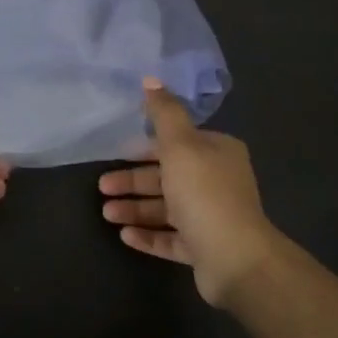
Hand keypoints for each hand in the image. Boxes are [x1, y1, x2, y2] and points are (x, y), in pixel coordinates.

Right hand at [99, 79, 283, 305]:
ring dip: (136, 209)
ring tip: (106, 214)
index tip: (116, 152)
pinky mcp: (205, 248)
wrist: (236, 259)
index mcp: (217, 152)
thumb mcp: (180, 145)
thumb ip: (164, 113)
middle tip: (102, 187)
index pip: (176, 143)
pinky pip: (172, 238)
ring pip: (167, 208)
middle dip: (133, 181)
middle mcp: (217, 181)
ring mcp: (212, 217)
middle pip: (167, 176)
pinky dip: (148, 235)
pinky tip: (124, 235)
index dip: (144, 147)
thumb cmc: (204, 194)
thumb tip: (151, 79)